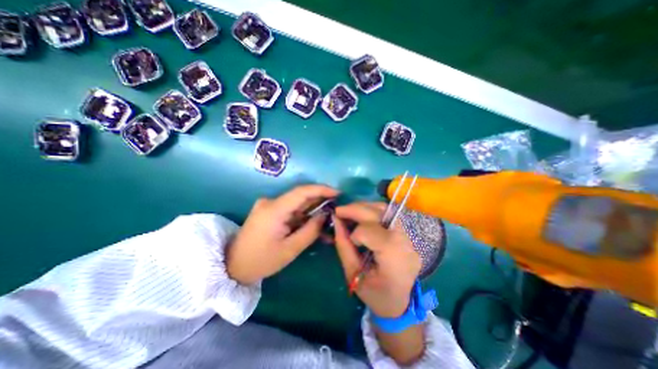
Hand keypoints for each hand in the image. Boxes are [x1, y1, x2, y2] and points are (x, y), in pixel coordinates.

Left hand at [227, 185, 338, 284]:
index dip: (321, 189)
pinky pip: (290, 209)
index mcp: (274, 209)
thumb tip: (325, 215)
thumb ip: (310, 230)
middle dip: (320, 200)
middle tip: (336, 207)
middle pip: (300, 196)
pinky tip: (313, 223)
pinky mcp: (268, 211)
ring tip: (328, 218)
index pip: (302, 192)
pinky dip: (303, 215)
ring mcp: (268, 205)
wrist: (232, 266)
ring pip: (296, 203)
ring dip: (312, 209)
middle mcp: (270, 202)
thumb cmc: (261, 261)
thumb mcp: (290, 249)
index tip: (338, 193)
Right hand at [335, 201, 420, 316]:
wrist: (400, 304)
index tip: (349, 240)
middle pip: (380, 213)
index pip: (372, 232)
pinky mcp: (407, 234)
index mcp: (394, 258)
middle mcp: (405, 242)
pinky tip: (362, 216)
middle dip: (356, 209)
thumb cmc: (375, 295)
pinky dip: (372, 211)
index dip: (356, 233)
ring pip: (385, 209)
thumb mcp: (353, 275)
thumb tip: (335, 222)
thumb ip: (343, 246)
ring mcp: (409, 237)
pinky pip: (388, 215)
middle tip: (339, 211)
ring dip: (364, 207)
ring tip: (350, 212)